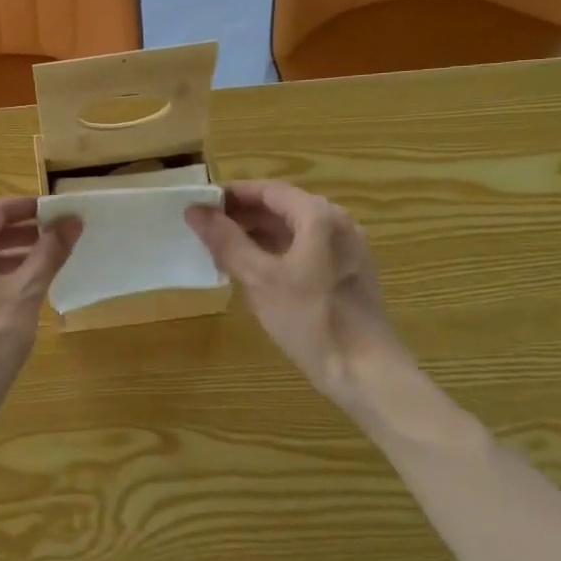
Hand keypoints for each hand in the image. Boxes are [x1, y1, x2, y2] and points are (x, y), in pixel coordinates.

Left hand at [0, 196, 80, 419]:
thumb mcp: (25, 294)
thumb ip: (49, 254)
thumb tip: (72, 221)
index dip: (29, 207)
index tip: (61, 212)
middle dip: (26, 231)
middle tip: (62, 237)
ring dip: (16, 254)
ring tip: (51, 262)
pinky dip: (3, 274)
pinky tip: (27, 289)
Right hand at [186, 180, 400, 402]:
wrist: (364, 370)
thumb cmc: (310, 319)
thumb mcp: (259, 278)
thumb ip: (226, 241)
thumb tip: (195, 211)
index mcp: (319, 216)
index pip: (269, 190)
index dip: (233, 194)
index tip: (200, 204)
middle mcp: (338, 223)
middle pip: (283, 207)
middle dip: (243, 215)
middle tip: (206, 229)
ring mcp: (346, 249)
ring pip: (294, 230)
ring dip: (258, 234)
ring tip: (222, 250)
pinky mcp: (347, 273)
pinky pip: (306, 249)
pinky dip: (277, 251)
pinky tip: (254, 271)